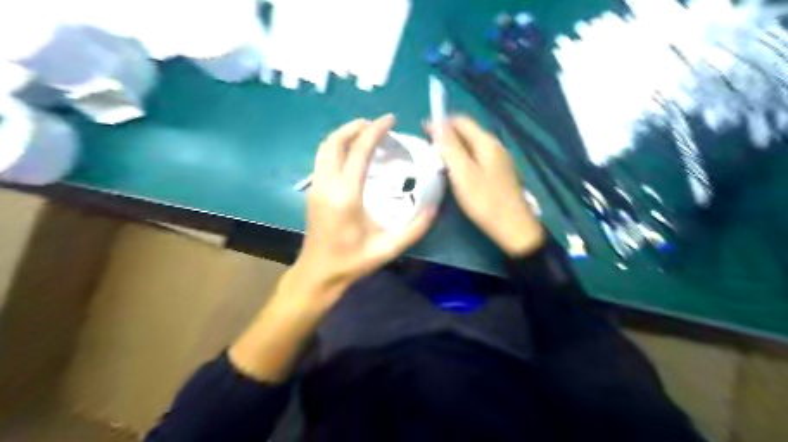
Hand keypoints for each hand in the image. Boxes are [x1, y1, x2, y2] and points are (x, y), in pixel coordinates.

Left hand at [290, 114, 432, 306]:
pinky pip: (322, 158)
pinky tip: (352, 155)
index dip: (375, 130)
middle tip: (377, 124)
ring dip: (344, 135)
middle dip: (355, 126)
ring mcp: (315, 187)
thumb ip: (414, 229)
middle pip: (334, 141)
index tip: (390, 120)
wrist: (318, 273)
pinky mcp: (312, 192)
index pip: (359, 151)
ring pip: (324, 148)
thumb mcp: (388, 248)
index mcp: (345, 195)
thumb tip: (433, 207)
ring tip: (365, 134)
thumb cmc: (352, 262)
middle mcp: (326, 185)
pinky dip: (337, 147)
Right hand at [428, 115, 546, 257]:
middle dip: (447, 136)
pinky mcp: (499, 173)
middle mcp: (495, 146)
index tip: (423, 132)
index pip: (461, 121)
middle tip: (428, 149)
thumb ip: (450, 146)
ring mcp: (499, 160)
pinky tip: (456, 173)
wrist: (514, 227)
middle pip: (467, 132)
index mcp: (486, 142)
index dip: (441, 123)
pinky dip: (463, 160)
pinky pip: (477, 158)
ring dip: (454, 149)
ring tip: (438, 161)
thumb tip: (436, 122)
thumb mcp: (463, 173)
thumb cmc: (485, 200)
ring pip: (472, 146)